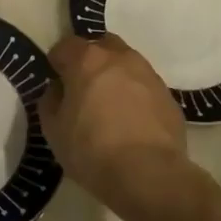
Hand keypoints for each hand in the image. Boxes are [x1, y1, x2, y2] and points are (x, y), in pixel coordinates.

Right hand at [40, 35, 186, 205]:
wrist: (149, 174)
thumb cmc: (91, 149)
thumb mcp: (53, 129)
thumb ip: (51, 101)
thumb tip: (58, 90)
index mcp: (87, 60)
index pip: (66, 45)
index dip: (57, 62)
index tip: (55, 82)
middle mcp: (120, 58)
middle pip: (101, 46)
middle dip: (90, 61)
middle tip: (83, 88)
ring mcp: (149, 75)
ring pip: (127, 64)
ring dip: (115, 77)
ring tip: (109, 106)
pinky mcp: (169, 96)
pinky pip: (145, 87)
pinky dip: (135, 96)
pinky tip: (131, 122)